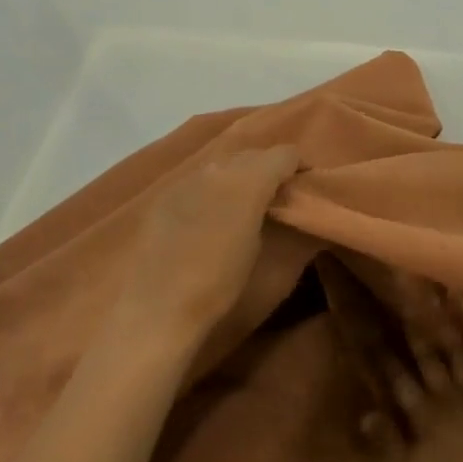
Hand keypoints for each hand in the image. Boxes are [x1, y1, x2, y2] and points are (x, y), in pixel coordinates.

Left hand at [109, 145, 298, 357]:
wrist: (157, 307)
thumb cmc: (221, 286)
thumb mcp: (268, 259)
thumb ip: (285, 223)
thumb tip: (295, 211)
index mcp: (249, 180)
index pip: (284, 154)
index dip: (299, 166)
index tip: (305, 185)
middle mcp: (218, 168)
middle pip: (252, 154)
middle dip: (269, 169)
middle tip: (278, 196)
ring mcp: (187, 178)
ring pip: (223, 164)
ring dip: (240, 177)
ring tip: (246, 205)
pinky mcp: (164, 194)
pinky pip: (199, 180)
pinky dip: (213, 189)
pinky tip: (211, 215)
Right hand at [350, 296, 462, 461]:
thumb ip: (387, 440)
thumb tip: (365, 412)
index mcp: (419, 413)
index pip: (395, 377)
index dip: (382, 352)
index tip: (369, 325)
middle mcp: (441, 394)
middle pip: (424, 355)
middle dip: (411, 324)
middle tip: (402, 293)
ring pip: (451, 349)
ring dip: (441, 321)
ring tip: (434, 292)